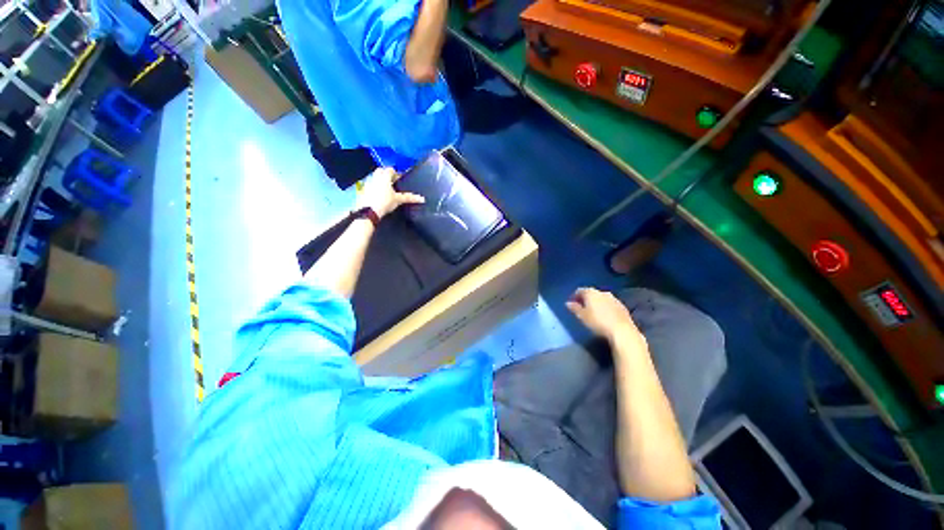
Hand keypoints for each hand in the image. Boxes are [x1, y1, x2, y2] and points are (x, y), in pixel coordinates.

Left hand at [355, 167, 424, 218]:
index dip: (396, 174)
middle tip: (393, 183)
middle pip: (381, 171)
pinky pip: (370, 185)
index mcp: (385, 176)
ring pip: (375, 177)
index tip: (400, 180)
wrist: (369, 211)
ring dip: (380, 180)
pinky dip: (374, 187)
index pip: (391, 169)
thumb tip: (422, 199)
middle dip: (386, 174)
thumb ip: (409, 198)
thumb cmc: (385, 202)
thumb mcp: (398, 200)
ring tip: (386, 189)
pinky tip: (378, 195)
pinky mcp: (363, 189)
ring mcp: (368, 182)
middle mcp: (375, 176)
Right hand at [566, 288, 642, 344]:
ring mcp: (613, 298)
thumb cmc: (598, 322)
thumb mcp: (582, 316)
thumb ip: (574, 308)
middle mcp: (602, 292)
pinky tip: (604, 316)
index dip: (574, 297)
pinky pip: (609, 304)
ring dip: (596, 303)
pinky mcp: (622, 306)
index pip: (579, 291)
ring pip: (601, 298)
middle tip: (581, 308)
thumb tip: (568, 303)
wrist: (622, 330)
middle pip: (591, 293)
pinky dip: (605, 307)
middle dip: (585, 299)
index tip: (572, 304)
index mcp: (591, 292)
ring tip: (593, 313)